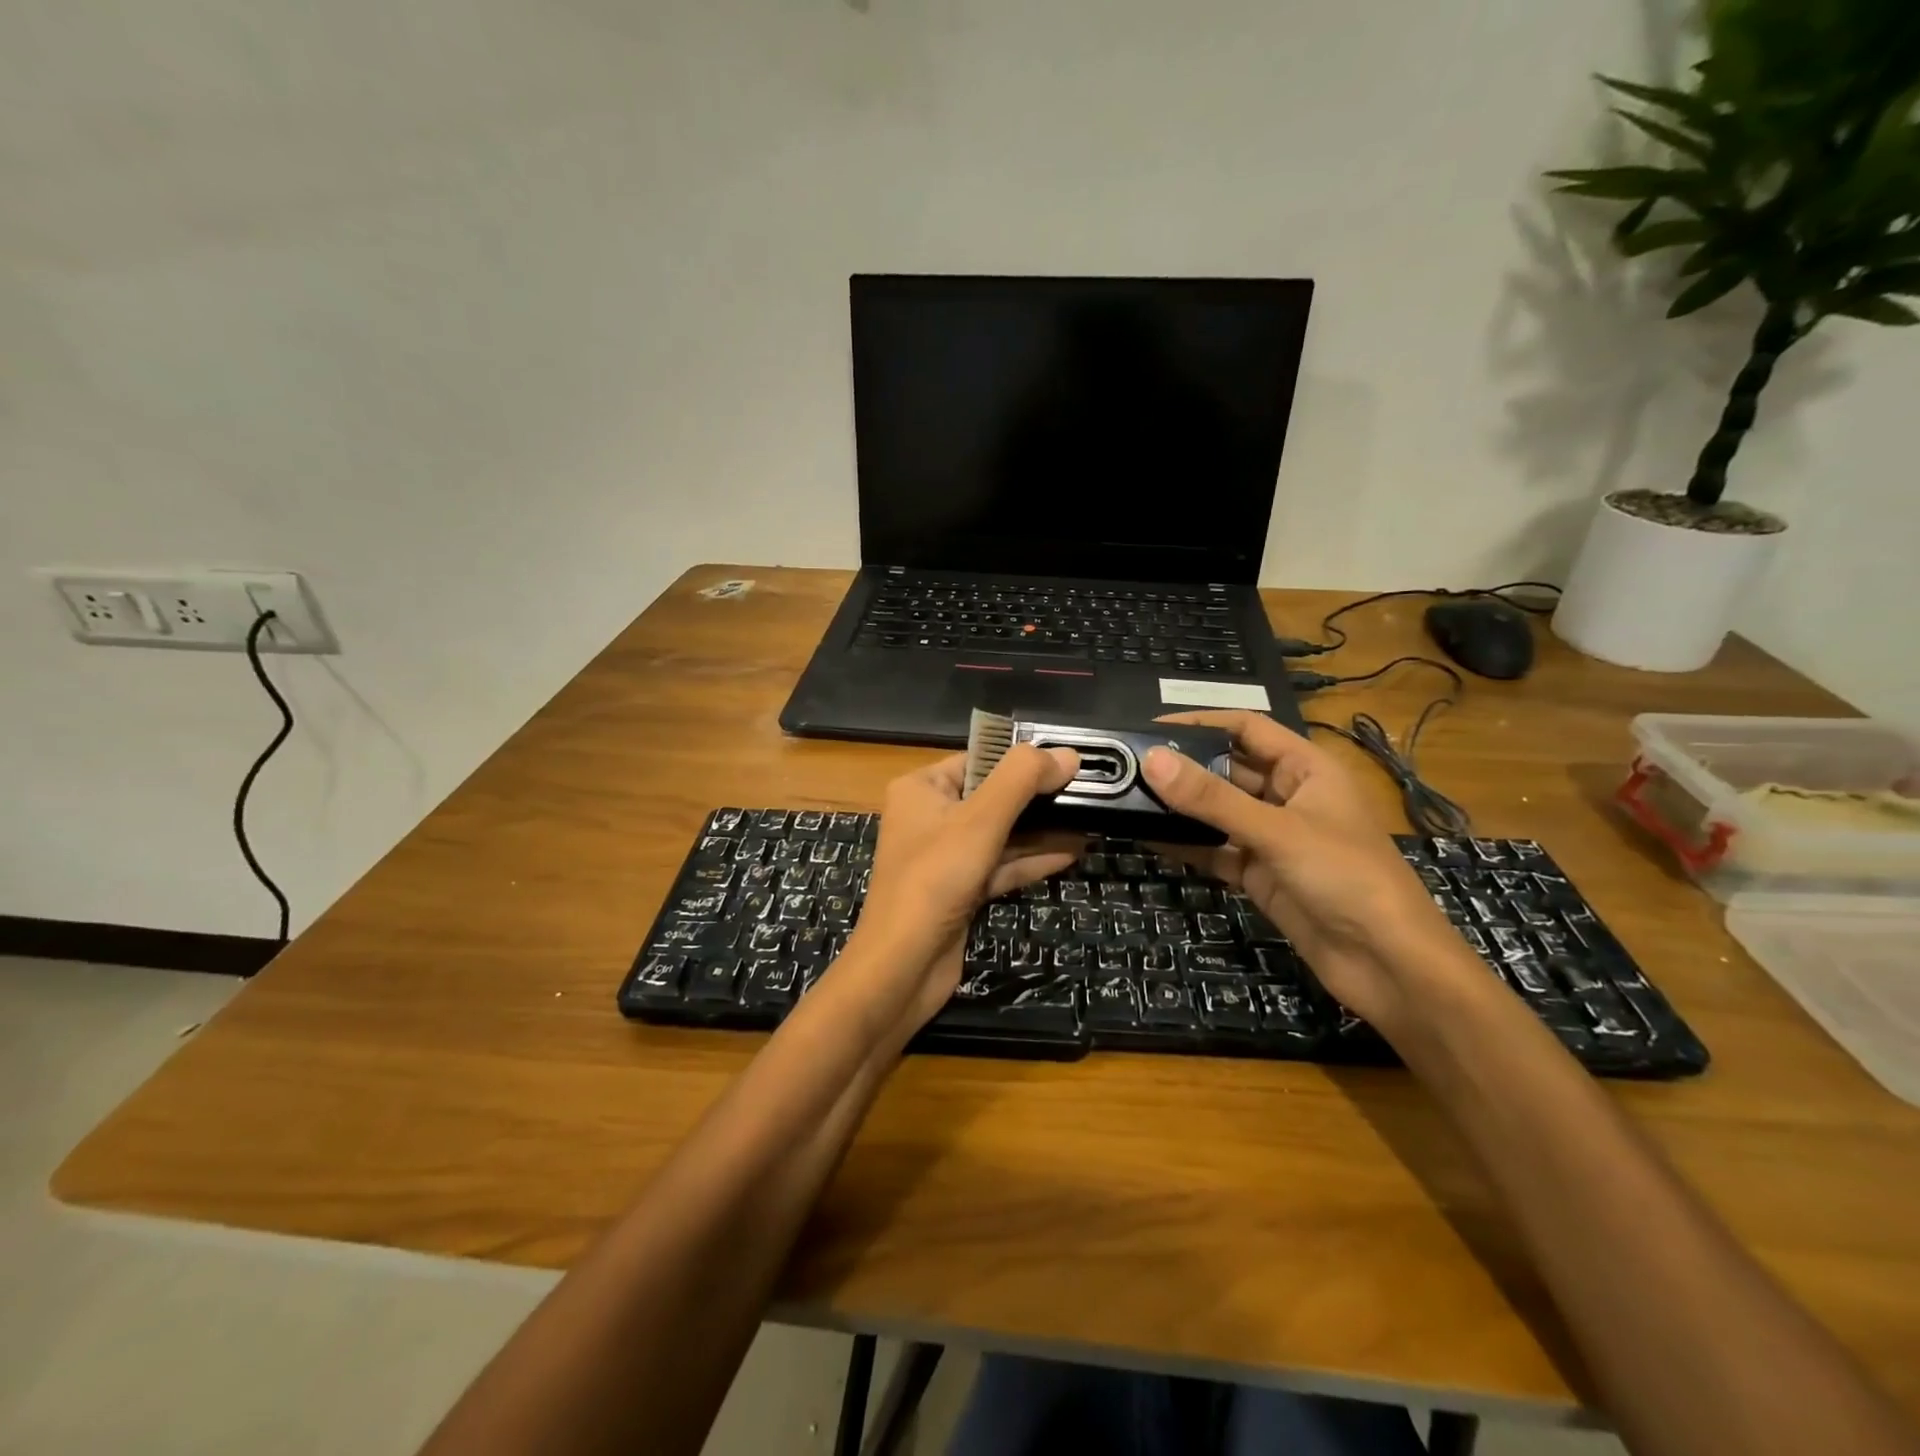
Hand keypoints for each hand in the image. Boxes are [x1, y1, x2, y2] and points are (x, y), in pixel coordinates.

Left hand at [847, 745, 1081, 1030]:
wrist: (902, 967)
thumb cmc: (935, 879)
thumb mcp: (980, 819)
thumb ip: (1023, 780)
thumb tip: (1068, 754)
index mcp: (921, 789)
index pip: (978, 760)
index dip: (1022, 759)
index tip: (1069, 761)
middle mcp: (929, 817)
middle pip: (993, 797)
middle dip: (1038, 797)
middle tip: (1087, 791)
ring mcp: (944, 857)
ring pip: (1000, 834)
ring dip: (1041, 830)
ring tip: (1089, 820)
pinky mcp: (959, 891)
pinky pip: (1000, 866)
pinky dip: (1031, 860)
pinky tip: (1070, 853)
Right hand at [1144, 711, 1468, 1033]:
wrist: (1388, 965)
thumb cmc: (1345, 877)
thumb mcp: (1277, 831)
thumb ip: (1212, 798)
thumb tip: (1152, 759)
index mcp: (1307, 769)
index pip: (1247, 728)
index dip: (1202, 723)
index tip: (1150, 727)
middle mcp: (1288, 797)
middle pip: (1228, 770)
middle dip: (1184, 767)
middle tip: (1128, 767)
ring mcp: (1273, 838)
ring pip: (1219, 813)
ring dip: (1182, 807)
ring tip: (1128, 798)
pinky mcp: (1261, 875)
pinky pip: (1217, 850)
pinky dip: (1187, 845)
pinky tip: (1148, 838)